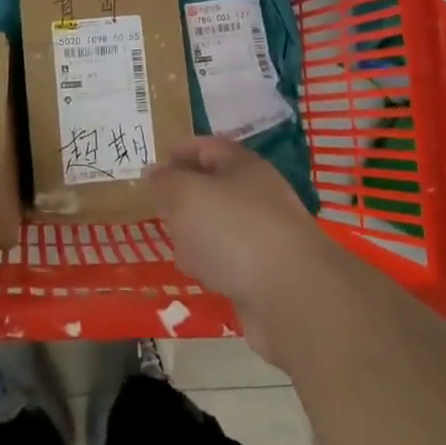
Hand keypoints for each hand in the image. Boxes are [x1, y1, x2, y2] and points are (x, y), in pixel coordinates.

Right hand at [146, 137, 343, 361]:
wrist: (292, 297)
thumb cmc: (234, 230)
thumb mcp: (186, 194)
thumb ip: (165, 182)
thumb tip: (154, 173)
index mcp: (243, 167)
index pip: (209, 147)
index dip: (182, 149)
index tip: (156, 159)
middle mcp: (257, 196)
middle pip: (215, 186)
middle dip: (185, 193)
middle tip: (157, 202)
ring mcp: (264, 236)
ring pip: (221, 225)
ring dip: (196, 231)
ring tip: (171, 238)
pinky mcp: (265, 274)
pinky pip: (229, 260)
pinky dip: (211, 262)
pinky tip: (197, 272)